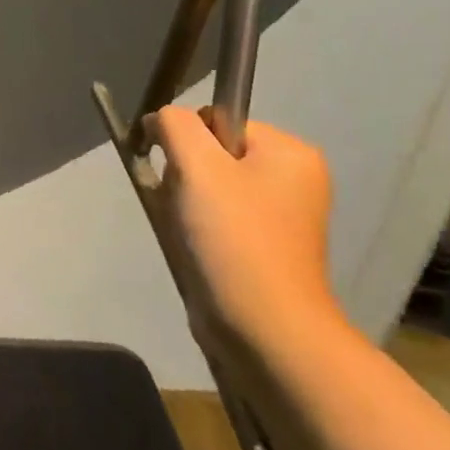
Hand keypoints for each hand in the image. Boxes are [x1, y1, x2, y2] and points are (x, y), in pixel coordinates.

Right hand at [138, 107, 340, 360]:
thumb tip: (158, 122)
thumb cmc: (234, 239)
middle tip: (186, 209)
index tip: (182, 177)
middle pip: (210, 154)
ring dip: (183, 204)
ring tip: (187, 233)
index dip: (186, 142)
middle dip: (184, 177)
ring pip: (206, 187)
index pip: (215, 119)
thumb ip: (174, 125)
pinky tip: (192, 248)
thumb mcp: (197, 166)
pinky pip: (215, 217)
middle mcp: (291, 178)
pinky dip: (194, 227)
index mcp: (290, 152)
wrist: (264, 330)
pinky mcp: (262, 246)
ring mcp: (279, 215)